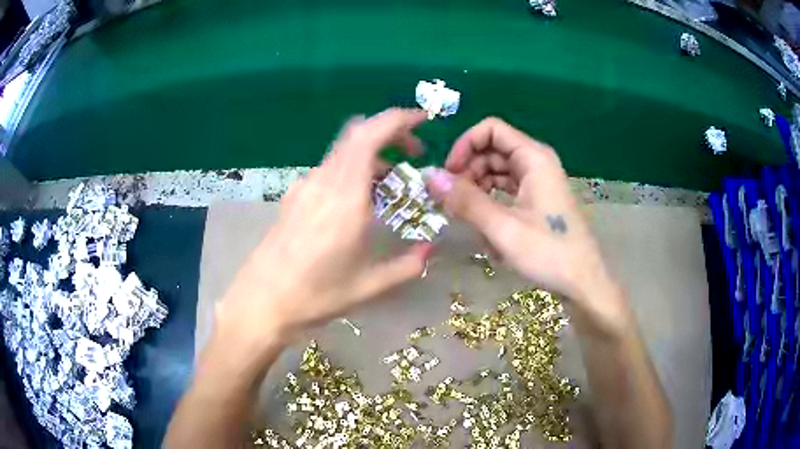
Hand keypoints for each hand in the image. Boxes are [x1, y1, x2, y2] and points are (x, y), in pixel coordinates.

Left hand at [217, 108, 432, 347]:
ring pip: (343, 152)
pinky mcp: (293, 197)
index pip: (370, 135)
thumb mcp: (369, 285)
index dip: (398, 119)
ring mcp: (304, 187)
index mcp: (345, 197)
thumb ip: (408, 265)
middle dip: (391, 134)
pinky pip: (329, 169)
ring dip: (372, 156)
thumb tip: (430, 249)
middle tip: (413, 154)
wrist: (262, 302)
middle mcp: (323, 181)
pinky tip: (357, 201)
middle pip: (358, 134)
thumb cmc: (315, 295)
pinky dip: (352, 170)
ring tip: (390, 184)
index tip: (423, 120)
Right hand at [426, 118, 628, 334]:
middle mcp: (536, 162)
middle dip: (469, 171)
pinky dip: (491, 202)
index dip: (465, 145)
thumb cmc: (549, 253)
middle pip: (492, 149)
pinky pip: (506, 188)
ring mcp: (538, 180)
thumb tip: (429, 177)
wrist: (583, 282)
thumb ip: (466, 200)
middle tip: (452, 201)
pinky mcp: (537, 198)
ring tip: (468, 218)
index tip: (449, 174)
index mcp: (534, 157)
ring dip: (477, 189)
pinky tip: (485, 226)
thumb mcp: (503, 228)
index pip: (491, 129)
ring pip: (497, 170)